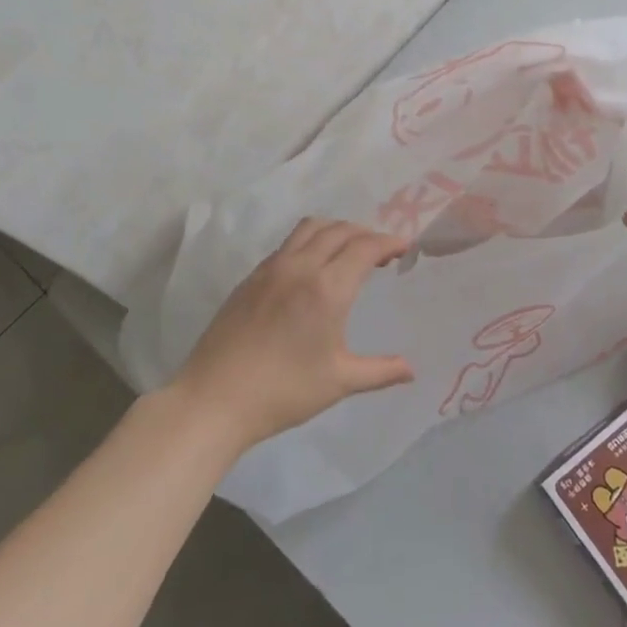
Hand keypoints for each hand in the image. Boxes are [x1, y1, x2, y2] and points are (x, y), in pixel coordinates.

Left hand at [172, 217, 415, 450]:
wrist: (215, 398)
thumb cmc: (284, 391)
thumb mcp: (339, 381)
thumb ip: (380, 371)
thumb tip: (411, 370)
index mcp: (327, 288)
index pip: (365, 247)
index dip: (389, 242)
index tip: (405, 247)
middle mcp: (301, 266)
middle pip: (340, 230)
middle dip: (366, 234)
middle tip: (381, 252)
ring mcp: (272, 268)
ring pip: (310, 228)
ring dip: (336, 230)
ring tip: (348, 251)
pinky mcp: (251, 277)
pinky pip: (288, 244)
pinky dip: (310, 241)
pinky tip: (312, 267)